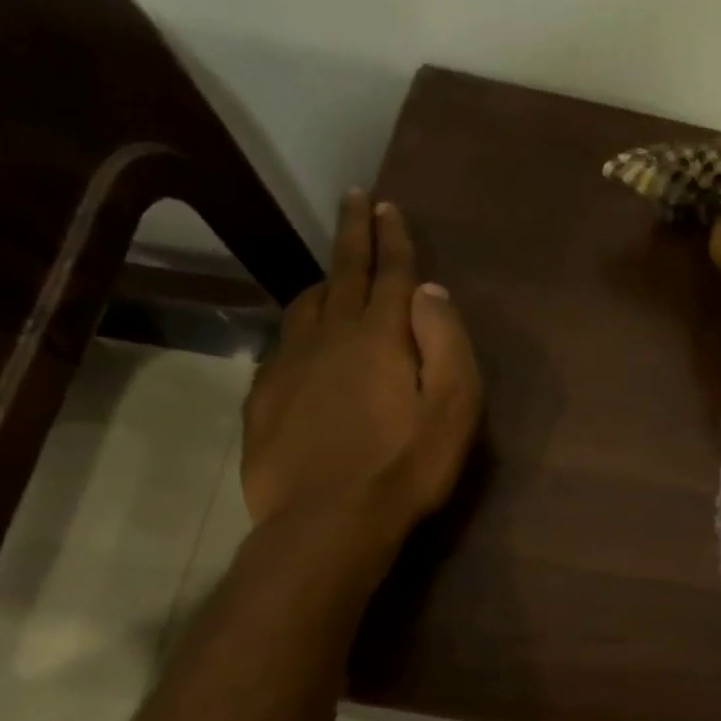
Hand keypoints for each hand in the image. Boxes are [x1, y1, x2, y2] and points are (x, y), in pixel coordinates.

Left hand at [242, 192, 481, 556]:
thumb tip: (429, 292)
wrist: (328, 521)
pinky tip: (305, 342)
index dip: (391, 236)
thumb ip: (446, 343)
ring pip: (307, 304)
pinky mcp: (265, 396)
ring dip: (325, 279)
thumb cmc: (405, 466)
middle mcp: (330, 335)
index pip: (389, 271)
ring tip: (334, 271)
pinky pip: (283, 344)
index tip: (387, 205)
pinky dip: (300, 328)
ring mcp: (290, 363)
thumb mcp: (454, 408)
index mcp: (380, 334)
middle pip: (342, 271)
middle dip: (352, 232)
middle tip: (354, 198)